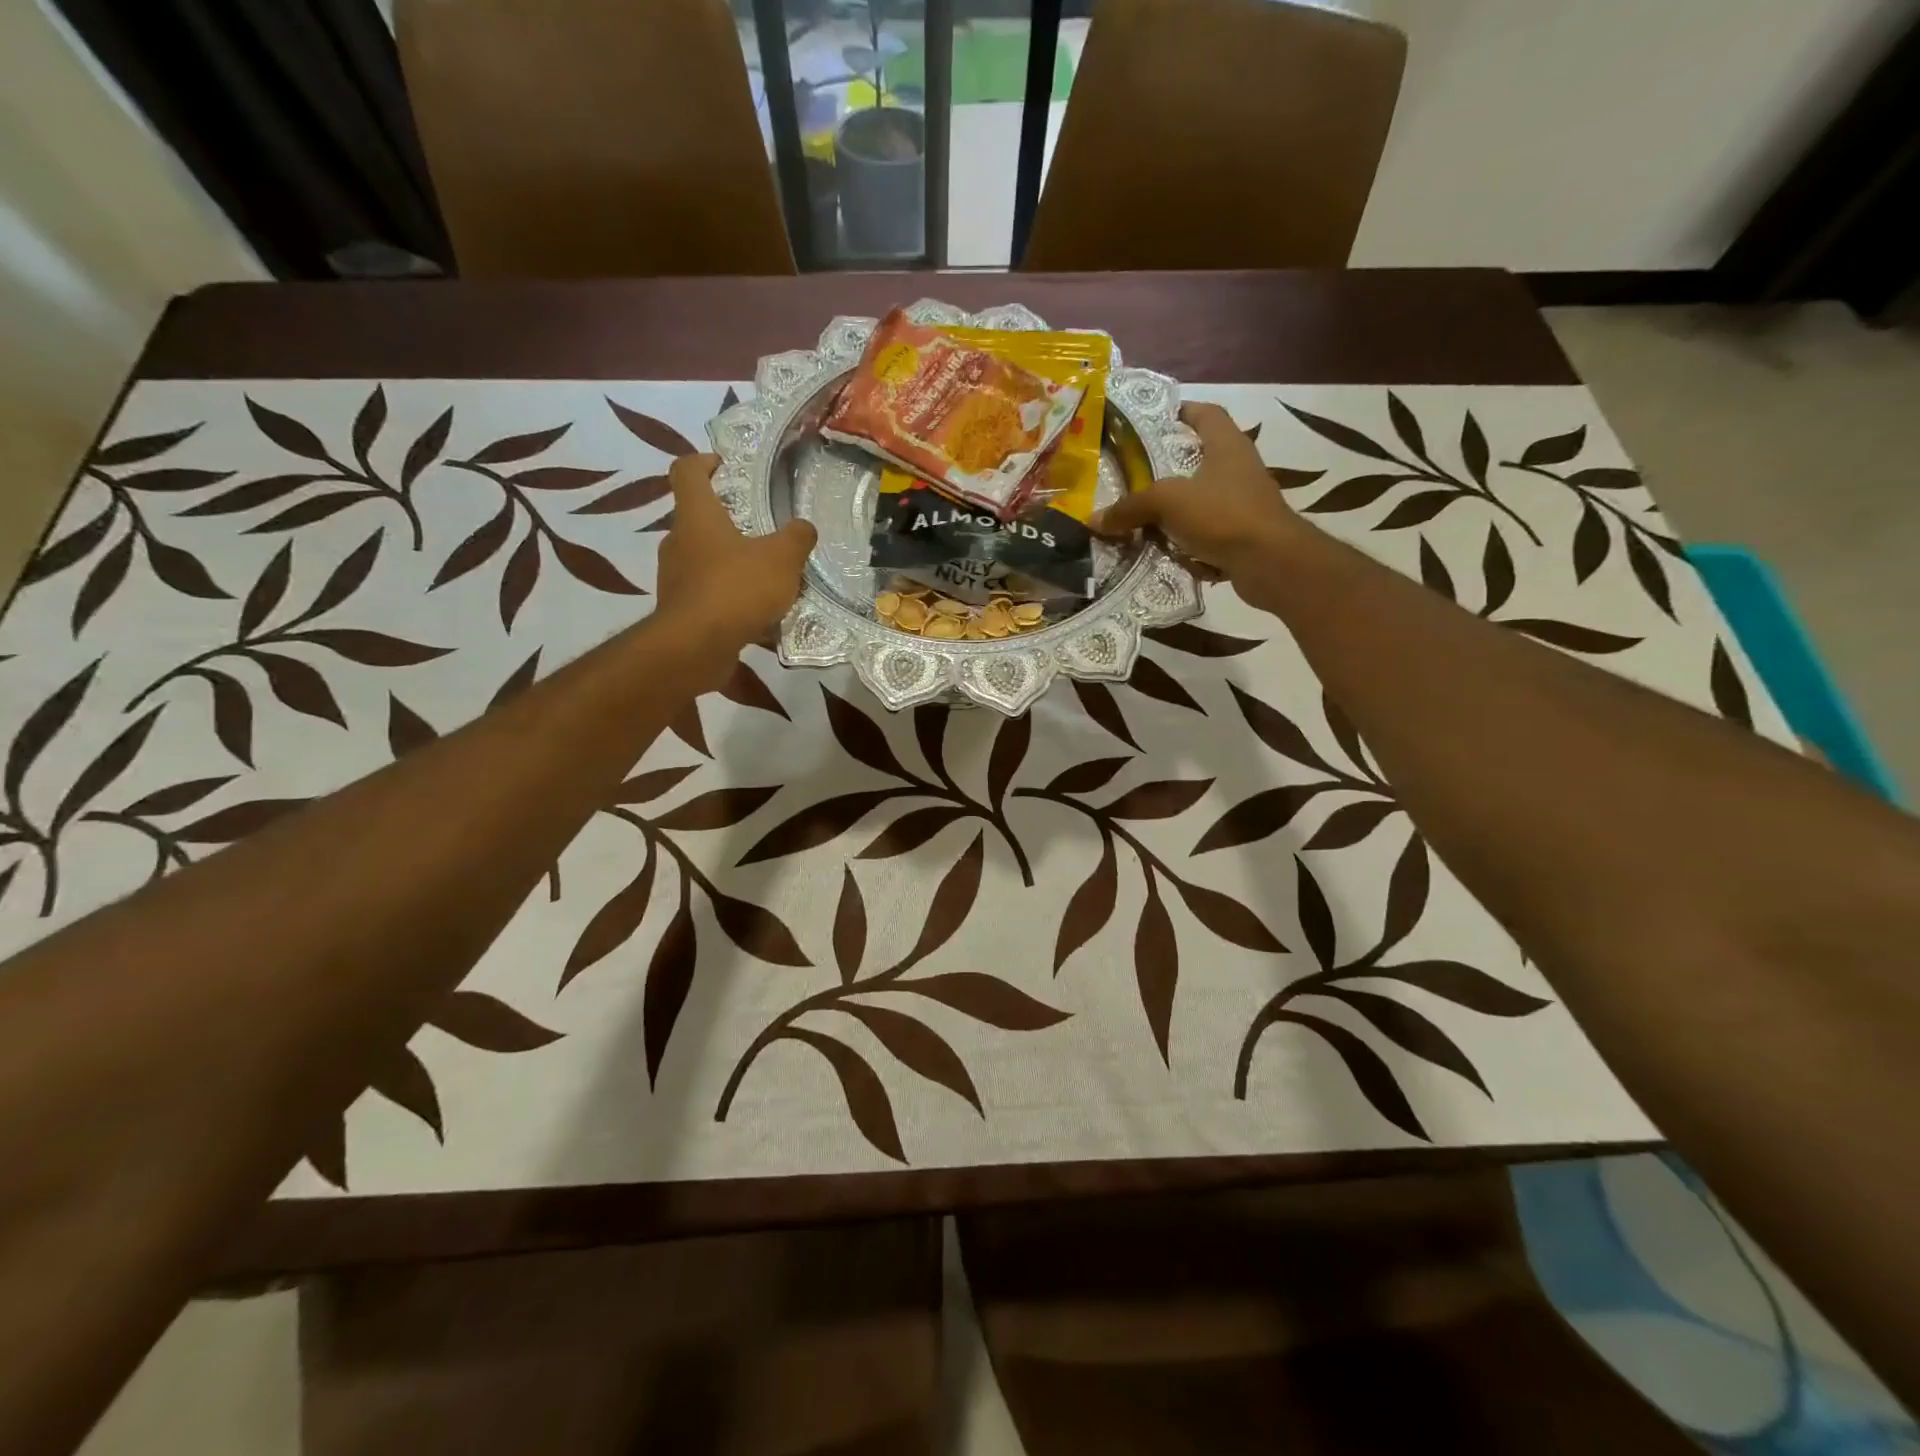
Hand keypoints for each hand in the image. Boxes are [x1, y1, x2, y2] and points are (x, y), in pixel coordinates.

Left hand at [654, 453, 816, 651]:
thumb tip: (804, 528)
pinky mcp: (681, 611)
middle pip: (698, 519)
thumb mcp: (782, 559)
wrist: (696, 647)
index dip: (704, 461)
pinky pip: (708, 595)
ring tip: (767, 580)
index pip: (687, 471)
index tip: (724, 465)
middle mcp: (678, 542)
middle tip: (762, 532)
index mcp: (697, 516)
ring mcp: (675, 578)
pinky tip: (758, 615)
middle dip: (728, 522)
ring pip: (704, 560)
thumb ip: (797, 538)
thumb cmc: (736, 589)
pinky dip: (730, 599)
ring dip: (732, 564)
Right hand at [1093, 402, 1305, 580]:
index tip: (1154, 421)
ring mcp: (1245, 503)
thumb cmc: (1223, 514)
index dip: (1182, 412)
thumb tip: (1094, 519)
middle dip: (1169, 468)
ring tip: (1142, 517)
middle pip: (1201, 459)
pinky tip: (1164, 551)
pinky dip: (1187, 540)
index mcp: (1227, 445)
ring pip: (1203, 499)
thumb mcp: (1168, 502)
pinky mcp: (1244, 535)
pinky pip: (1208, 533)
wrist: (1270, 562)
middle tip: (1135, 476)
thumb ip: (1131, 507)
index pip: (1206, 414)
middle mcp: (1239, 468)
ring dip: (1176, 509)